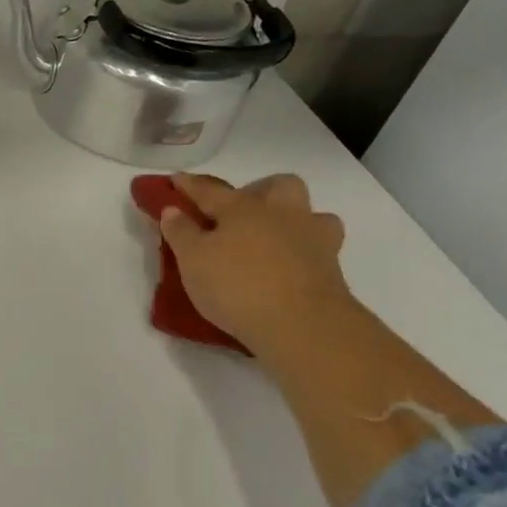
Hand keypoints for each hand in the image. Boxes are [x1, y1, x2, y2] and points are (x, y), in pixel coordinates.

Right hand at [158, 173, 353, 351]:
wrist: (303, 326)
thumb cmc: (237, 286)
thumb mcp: (192, 260)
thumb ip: (181, 232)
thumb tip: (173, 209)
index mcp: (243, 208)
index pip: (210, 190)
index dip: (189, 185)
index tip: (176, 180)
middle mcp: (281, 214)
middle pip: (277, 186)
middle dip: (259, 190)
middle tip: (239, 213)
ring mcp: (313, 239)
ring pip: (310, 214)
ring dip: (292, 219)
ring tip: (272, 240)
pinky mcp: (333, 269)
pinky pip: (318, 248)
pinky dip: (303, 252)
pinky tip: (289, 267)